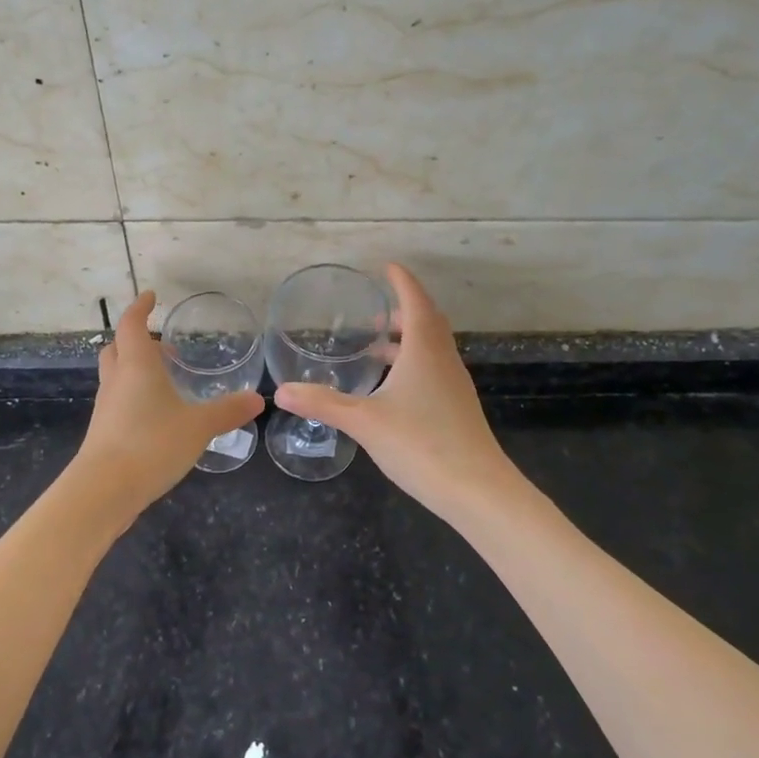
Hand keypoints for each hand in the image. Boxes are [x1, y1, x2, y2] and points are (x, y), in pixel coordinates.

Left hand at [77, 290, 264, 517]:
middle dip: (136, 340)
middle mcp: (116, 380)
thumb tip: (257, 400)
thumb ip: (227, 411)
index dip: (140, 307)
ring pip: (116, 376)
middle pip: (117, 348)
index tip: (152, 297)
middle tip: (162, 345)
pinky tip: (155, 416)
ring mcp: (105, 407)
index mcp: (136, 366)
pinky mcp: (102, 432)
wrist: (104, 490)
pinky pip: (117, 401)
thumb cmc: (152, 444)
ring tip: (164, 381)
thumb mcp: (198, 427)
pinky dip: (133, 396)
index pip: (132, 325)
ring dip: (134, 369)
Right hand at [274, 264, 519, 522]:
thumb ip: (322, 404)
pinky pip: (434, 370)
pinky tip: (393, 388)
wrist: (478, 491)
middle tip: (376, 310)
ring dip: (408, 339)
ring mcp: (455, 386)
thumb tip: (281, 391)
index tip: (387, 266)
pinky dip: (414, 364)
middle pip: (428, 322)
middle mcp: (444, 360)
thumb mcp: (364, 421)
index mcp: (424, 351)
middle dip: (404, 309)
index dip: (402, 281)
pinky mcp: (458, 409)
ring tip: (377, 347)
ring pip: (432, 348)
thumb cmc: (421, 444)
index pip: (415, 302)